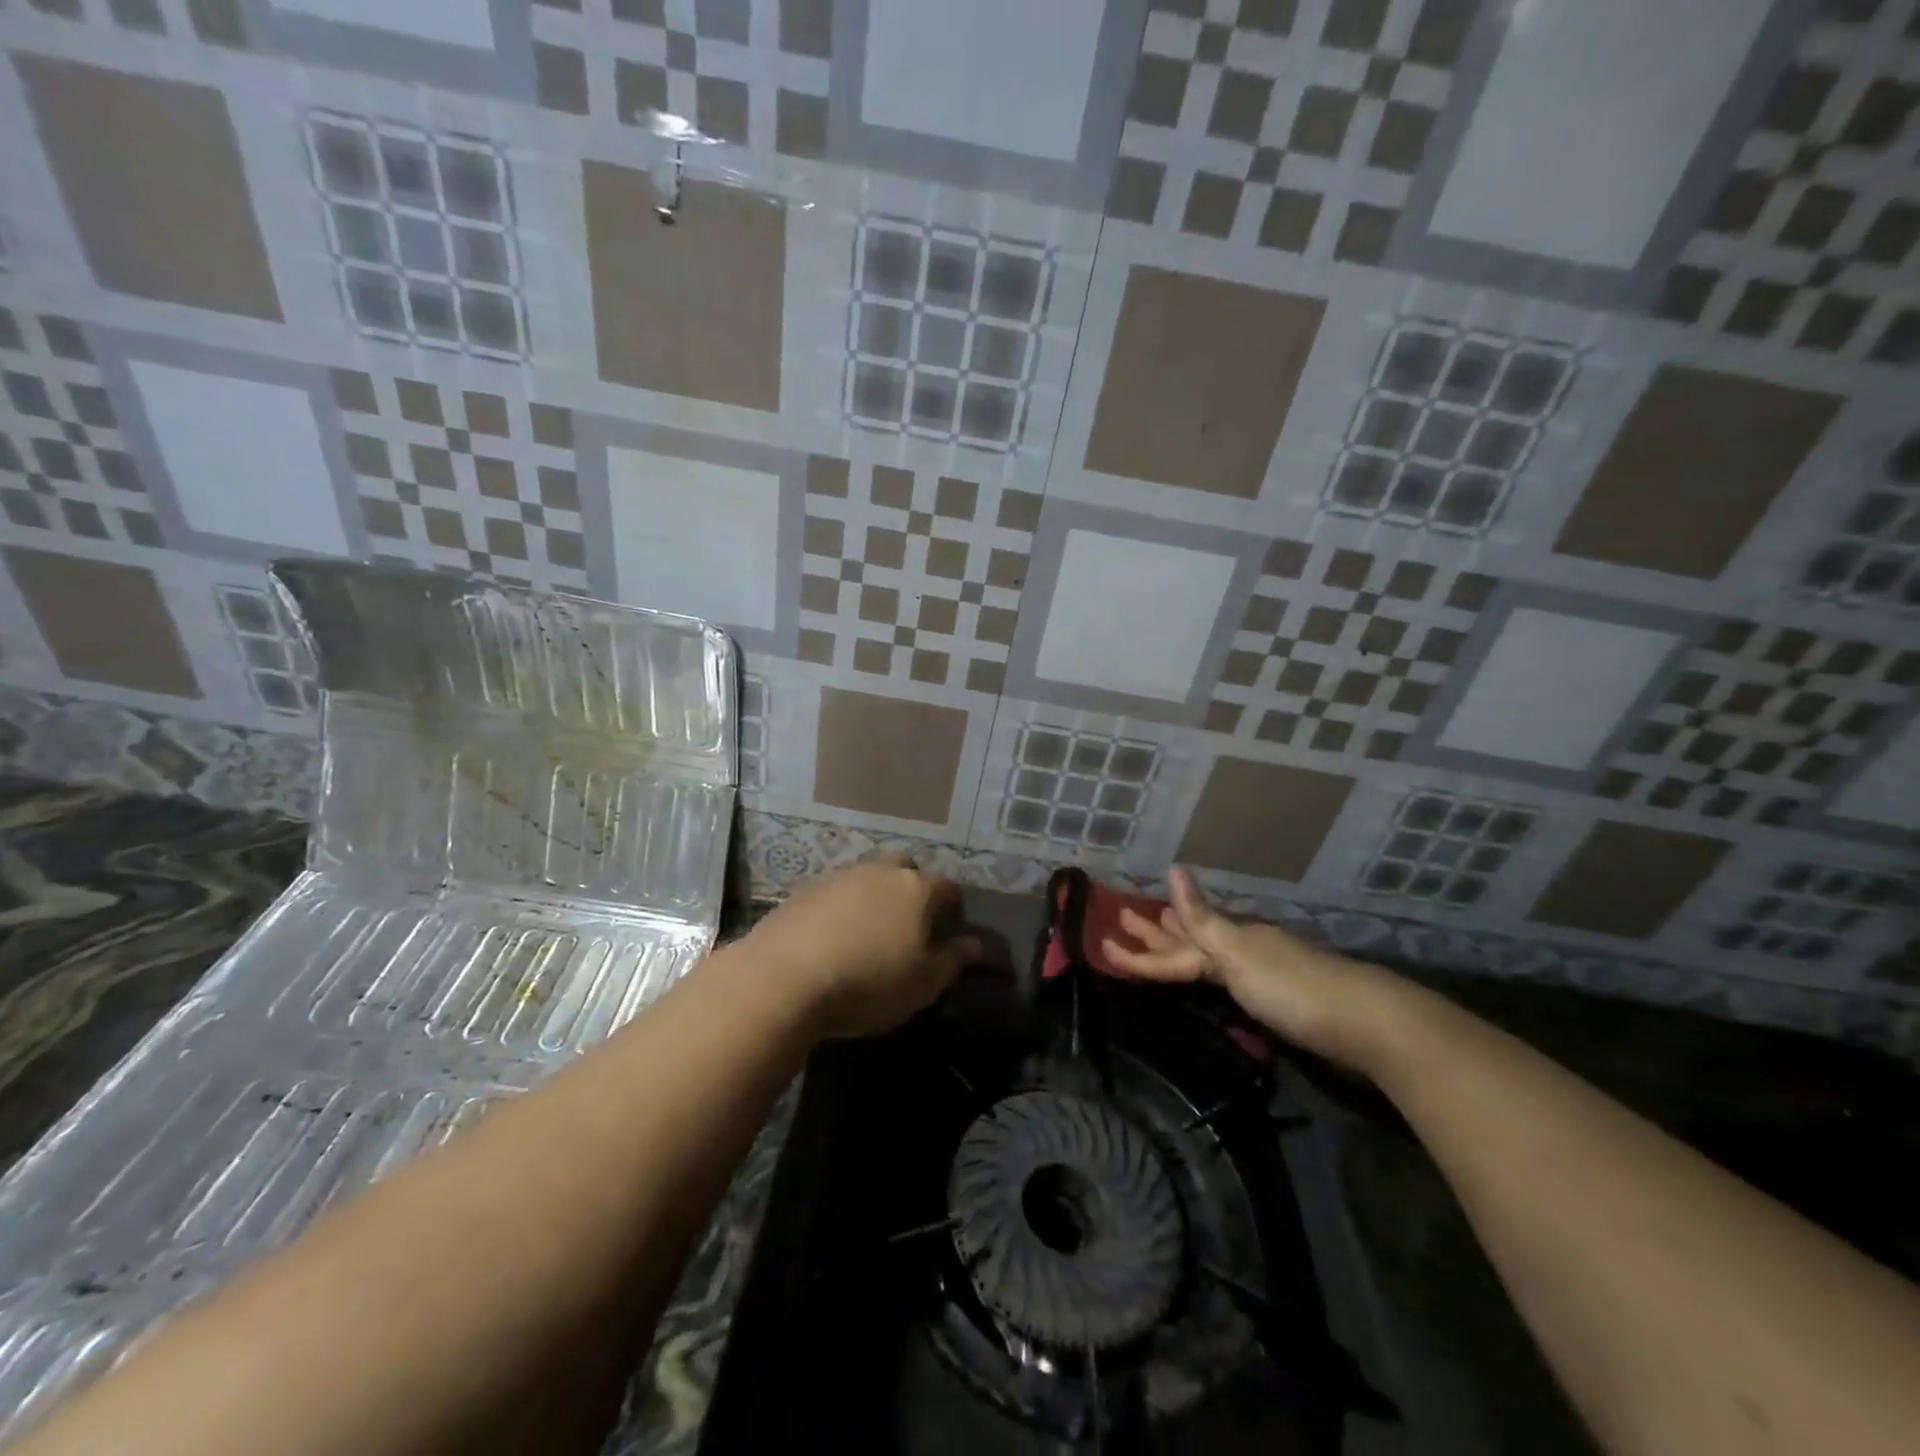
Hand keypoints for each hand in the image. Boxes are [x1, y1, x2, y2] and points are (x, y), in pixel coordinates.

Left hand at [746, 854, 980, 1039]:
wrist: (784, 978)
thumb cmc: (868, 982)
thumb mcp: (923, 983)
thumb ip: (953, 960)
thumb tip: (976, 945)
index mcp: (915, 889)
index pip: (946, 886)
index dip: (952, 903)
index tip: (952, 922)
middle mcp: (879, 872)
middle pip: (903, 868)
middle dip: (910, 887)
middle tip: (908, 921)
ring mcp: (838, 877)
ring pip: (866, 878)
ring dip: (872, 896)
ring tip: (868, 931)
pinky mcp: (803, 891)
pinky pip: (834, 893)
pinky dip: (840, 908)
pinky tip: (833, 937)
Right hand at [1102, 867, 1408, 1070]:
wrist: (1365, 1023)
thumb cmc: (1293, 988)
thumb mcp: (1239, 953)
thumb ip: (1201, 920)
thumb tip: (1173, 869)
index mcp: (1229, 940)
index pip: (1173, 944)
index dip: (1139, 945)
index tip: (1104, 939)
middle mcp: (1241, 951)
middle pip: (1189, 942)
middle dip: (1155, 933)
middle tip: (1123, 918)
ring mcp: (1260, 974)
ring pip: (1208, 958)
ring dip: (1180, 946)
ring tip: (1157, 930)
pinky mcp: (1277, 1000)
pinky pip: (1227, 978)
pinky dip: (1209, 971)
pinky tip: (1209, 973)